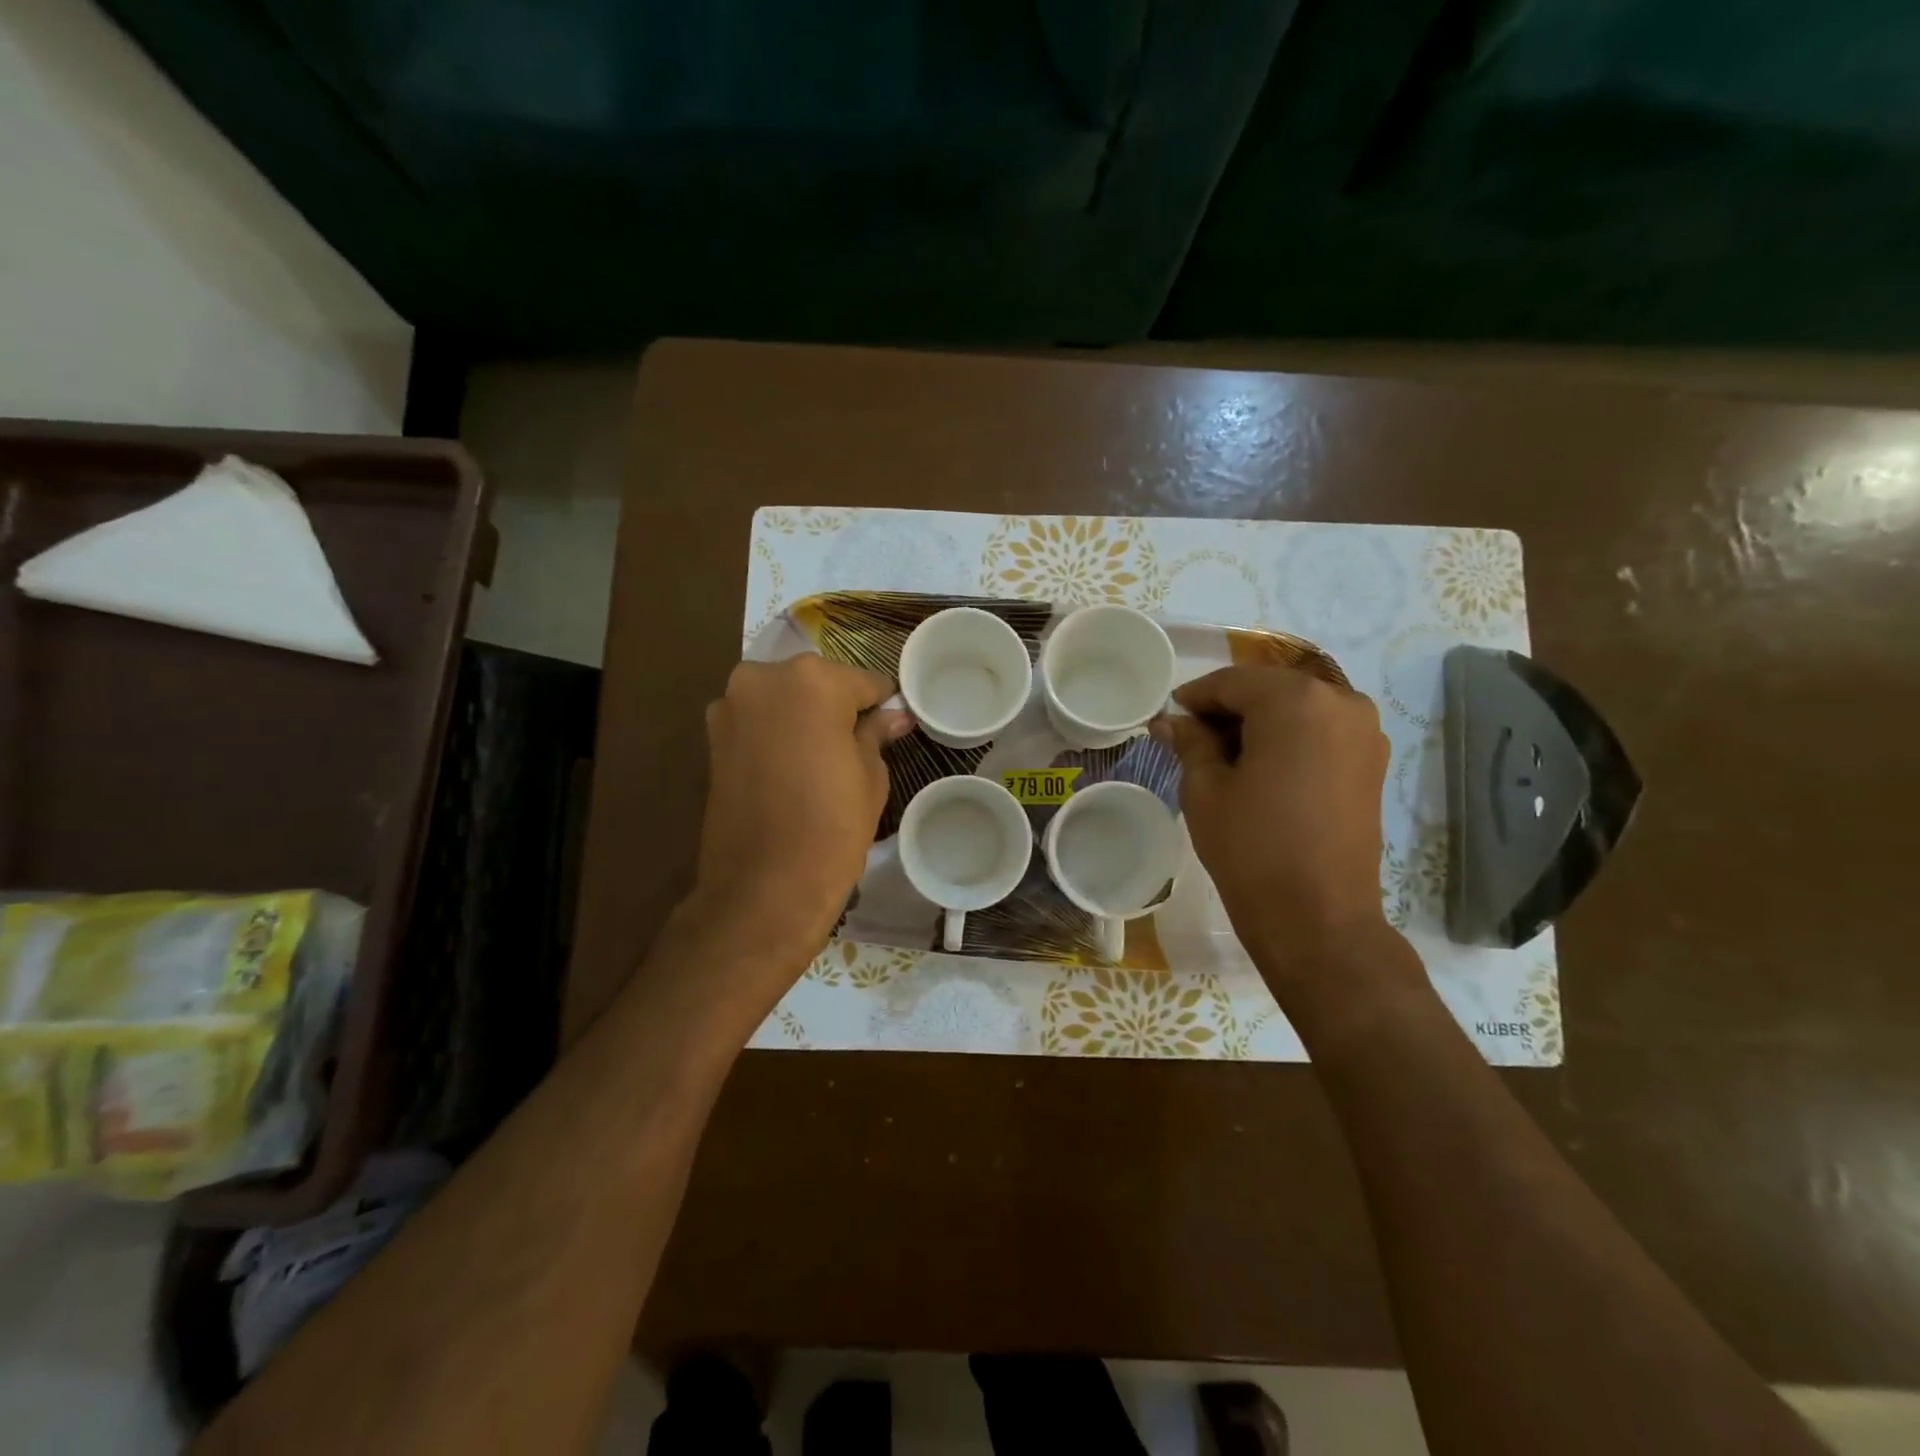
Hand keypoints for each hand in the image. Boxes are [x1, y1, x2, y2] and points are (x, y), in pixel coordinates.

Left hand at [687, 655, 910, 982]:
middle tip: (856, 745)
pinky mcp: (712, 737)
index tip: (891, 725)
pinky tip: (792, 768)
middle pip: (817, 683)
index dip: (882, 704)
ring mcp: (731, 706)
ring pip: (783, 699)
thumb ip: (876, 734)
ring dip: (803, 717)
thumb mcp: (870, 776)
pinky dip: (776, 734)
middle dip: (837, 706)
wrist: (764, 888)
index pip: (863, 681)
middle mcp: (763, 678)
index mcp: (812, 681)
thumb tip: (894, 716)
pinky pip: (758, 721)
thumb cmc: (832, 828)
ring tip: (822, 759)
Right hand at [1152, 665, 1400, 1003]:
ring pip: (1298, 708)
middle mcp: (1340, 701)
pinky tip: (1262, 767)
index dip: (1196, 696)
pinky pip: (1321, 731)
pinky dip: (1289, 737)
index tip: (1170, 715)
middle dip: (1229, 707)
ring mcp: (1364, 732)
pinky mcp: (1373, 762)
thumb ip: (1190, 742)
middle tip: (1193, 736)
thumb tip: (1171, 720)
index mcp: (1295, 700)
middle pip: (1270, 689)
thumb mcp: (1205, 789)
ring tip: (1226, 755)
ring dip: (1261, 722)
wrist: (1318, 917)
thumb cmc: (1251, 846)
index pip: (1233, 681)